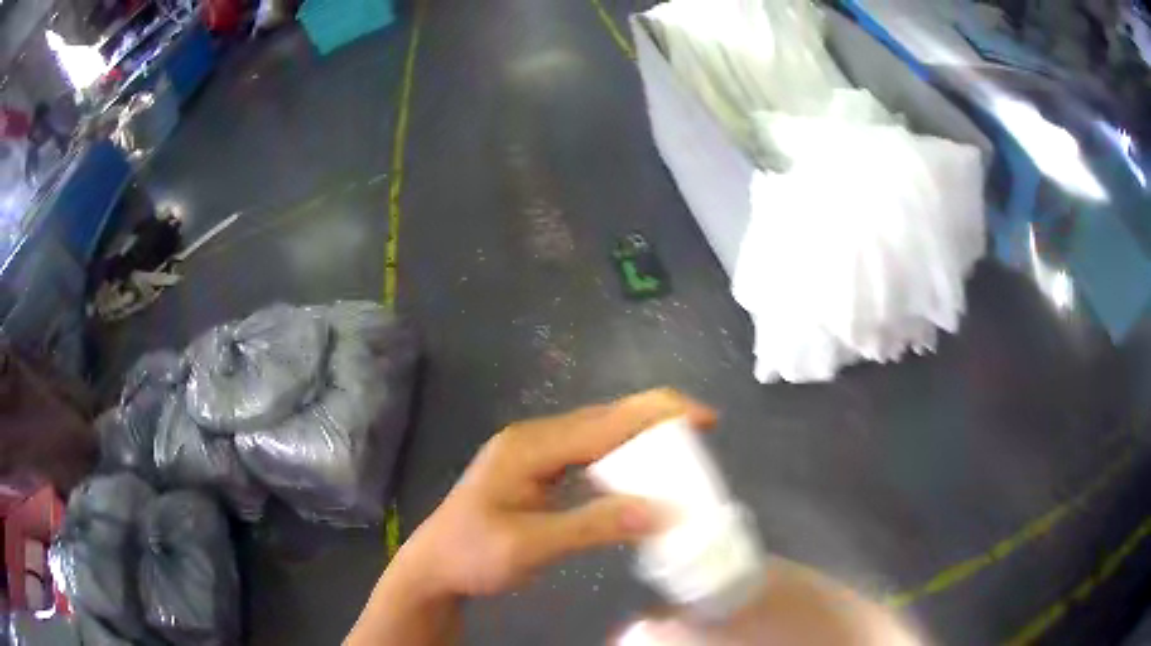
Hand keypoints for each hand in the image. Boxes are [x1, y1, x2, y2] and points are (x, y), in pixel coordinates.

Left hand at [394, 389, 716, 598]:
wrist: (433, 565)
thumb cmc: (473, 555)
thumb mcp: (531, 546)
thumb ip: (593, 526)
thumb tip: (661, 511)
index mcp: (530, 448)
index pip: (606, 423)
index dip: (658, 415)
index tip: (705, 418)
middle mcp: (534, 439)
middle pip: (605, 419)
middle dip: (656, 420)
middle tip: (702, 433)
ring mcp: (533, 452)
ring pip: (598, 433)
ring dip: (640, 436)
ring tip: (681, 447)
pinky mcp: (535, 468)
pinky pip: (587, 453)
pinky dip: (620, 456)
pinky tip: (639, 469)